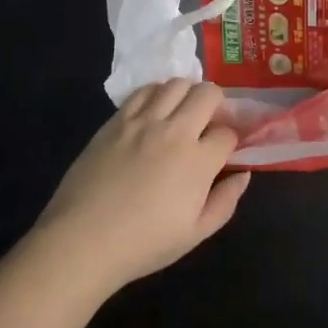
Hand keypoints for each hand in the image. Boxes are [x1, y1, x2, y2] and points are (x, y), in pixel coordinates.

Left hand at [34, 79, 249, 295]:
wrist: (84, 239)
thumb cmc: (143, 244)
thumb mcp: (194, 234)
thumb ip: (225, 202)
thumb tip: (244, 173)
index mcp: (198, 162)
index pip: (228, 133)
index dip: (231, 140)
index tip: (225, 149)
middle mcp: (175, 131)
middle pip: (208, 94)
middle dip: (217, 104)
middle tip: (209, 122)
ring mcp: (144, 120)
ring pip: (177, 83)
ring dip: (188, 93)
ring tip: (183, 112)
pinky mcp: (118, 118)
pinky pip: (145, 90)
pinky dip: (158, 93)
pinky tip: (155, 110)